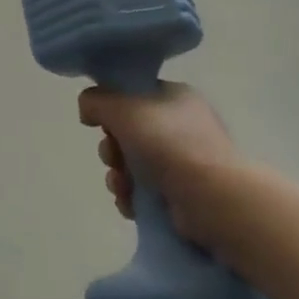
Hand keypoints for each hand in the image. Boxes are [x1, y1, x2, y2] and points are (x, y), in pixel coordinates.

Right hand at [78, 82, 237, 244]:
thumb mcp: (123, 107)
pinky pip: (143, 191)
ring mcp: (183, 162)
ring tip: (122, 186)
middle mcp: (179, 126)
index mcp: (173, 97)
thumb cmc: (168, 143)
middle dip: (111, 148)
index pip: (132, 95)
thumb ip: (96, 101)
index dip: (111, 108)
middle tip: (113, 157)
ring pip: (131, 164)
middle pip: (127, 132)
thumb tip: (87, 110)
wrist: (211, 197)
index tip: (101, 122)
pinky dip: (131, 197)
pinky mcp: (181, 194)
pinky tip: (130, 204)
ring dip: (117, 176)